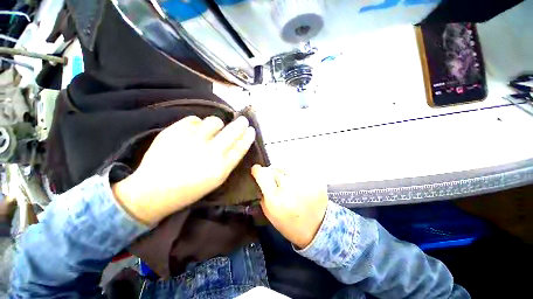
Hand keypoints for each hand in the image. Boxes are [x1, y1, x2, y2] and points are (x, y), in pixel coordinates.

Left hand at [113, 115, 255, 224]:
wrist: (153, 192)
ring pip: (214, 121)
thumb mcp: (215, 180)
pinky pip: (194, 119)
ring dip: (216, 124)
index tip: (251, 130)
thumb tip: (237, 143)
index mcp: (221, 168)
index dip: (247, 137)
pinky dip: (197, 123)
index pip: (240, 147)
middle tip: (243, 120)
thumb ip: (228, 161)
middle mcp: (210, 152)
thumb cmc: (189, 189)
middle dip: (241, 124)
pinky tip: (193, 132)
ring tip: (211, 129)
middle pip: (232, 132)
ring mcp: (192, 140)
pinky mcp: (175, 132)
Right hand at [251, 165, 328, 248]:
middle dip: (272, 174)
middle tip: (275, 182)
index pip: (262, 173)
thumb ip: (262, 193)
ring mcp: (304, 181)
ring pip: (286, 166)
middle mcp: (290, 186)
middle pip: (274, 168)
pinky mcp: (315, 178)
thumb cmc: (290, 224)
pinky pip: (298, 169)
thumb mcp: (270, 213)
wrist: (318, 229)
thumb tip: (259, 178)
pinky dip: (295, 174)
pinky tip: (298, 183)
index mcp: (276, 198)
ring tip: (287, 182)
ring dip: (283, 172)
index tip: (256, 170)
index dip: (257, 170)